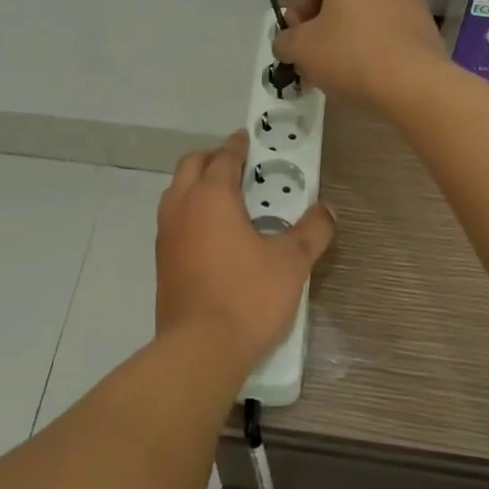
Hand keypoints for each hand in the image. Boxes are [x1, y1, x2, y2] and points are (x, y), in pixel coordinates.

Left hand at [156, 132, 335, 371]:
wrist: (200, 348)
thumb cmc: (248, 296)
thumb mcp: (292, 262)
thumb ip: (312, 231)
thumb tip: (326, 211)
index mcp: (211, 196)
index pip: (224, 158)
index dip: (238, 146)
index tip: (248, 140)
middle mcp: (182, 207)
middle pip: (191, 166)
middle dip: (213, 158)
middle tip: (238, 165)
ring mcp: (166, 235)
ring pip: (177, 192)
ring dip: (197, 185)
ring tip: (226, 199)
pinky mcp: (162, 261)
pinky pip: (174, 220)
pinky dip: (190, 212)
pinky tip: (212, 235)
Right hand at [271, 0, 440, 106]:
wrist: (412, 82)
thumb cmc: (350, 54)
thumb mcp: (301, 48)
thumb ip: (284, 40)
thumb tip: (286, 42)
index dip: (296, 17)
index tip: (296, 45)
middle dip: (322, 27)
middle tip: (314, 59)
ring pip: (364, 13)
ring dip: (347, 35)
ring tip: (338, 69)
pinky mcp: (425, 19)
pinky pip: (387, 26)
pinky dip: (373, 42)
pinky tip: (365, 69)